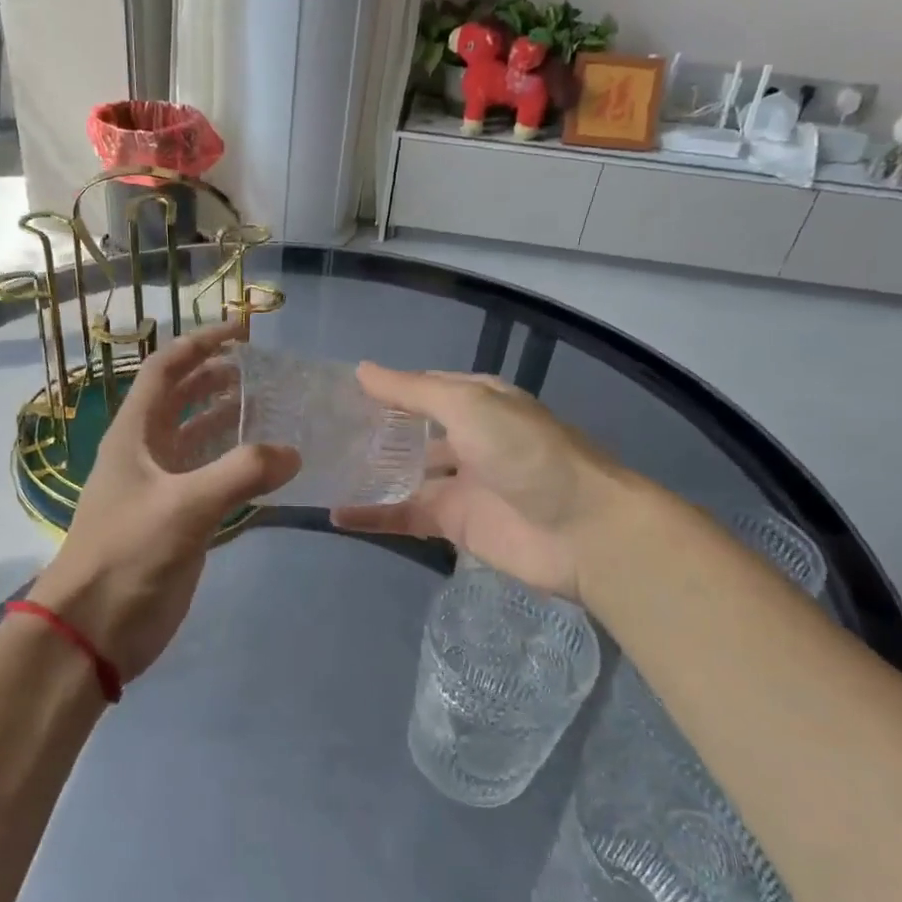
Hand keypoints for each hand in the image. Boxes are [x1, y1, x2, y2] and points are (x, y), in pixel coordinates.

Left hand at [28, 323, 298, 680]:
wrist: (94, 628)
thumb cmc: (128, 555)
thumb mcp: (184, 507)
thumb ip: (241, 474)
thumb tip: (293, 453)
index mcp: (134, 434)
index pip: (165, 369)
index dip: (201, 343)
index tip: (243, 330)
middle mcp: (146, 453)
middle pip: (182, 400)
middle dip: (217, 378)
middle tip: (264, 371)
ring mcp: (161, 488)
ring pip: (198, 440)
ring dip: (229, 421)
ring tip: (272, 409)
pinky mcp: (177, 522)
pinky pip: (211, 480)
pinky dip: (236, 467)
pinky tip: (267, 468)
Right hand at [331, 364, 638, 603]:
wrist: (583, 531)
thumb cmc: (526, 453)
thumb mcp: (470, 405)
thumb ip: (413, 391)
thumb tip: (361, 370)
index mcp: (477, 401)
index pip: (421, 388)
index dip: (384, 389)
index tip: (335, 391)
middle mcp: (467, 438)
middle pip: (410, 433)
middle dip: (372, 432)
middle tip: (318, 432)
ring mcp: (460, 483)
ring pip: (403, 475)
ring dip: (368, 473)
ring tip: (318, 470)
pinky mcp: (454, 525)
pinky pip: (405, 516)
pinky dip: (373, 516)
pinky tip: (336, 515)